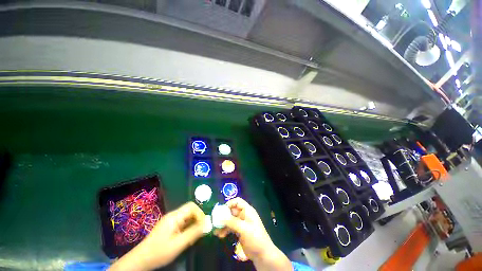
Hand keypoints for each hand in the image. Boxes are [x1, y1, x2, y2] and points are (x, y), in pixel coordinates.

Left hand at [110, 202, 204, 270]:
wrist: (141, 260)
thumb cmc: (159, 251)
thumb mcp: (179, 244)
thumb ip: (194, 232)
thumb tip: (208, 223)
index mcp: (175, 216)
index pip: (192, 206)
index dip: (200, 213)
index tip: (203, 225)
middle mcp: (173, 215)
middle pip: (190, 211)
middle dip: (197, 220)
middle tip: (199, 232)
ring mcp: (171, 221)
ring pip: (187, 217)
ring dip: (193, 225)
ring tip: (193, 237)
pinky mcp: (169, 226)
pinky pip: (183, 223)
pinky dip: (188, 228)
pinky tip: (187, 238)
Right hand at [214, 198, 292, 270]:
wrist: (262, 254)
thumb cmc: (255, 238)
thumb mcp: (244, 229)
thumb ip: (232, 222)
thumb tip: (220, 217)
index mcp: (247, 210)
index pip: (237, 201)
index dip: (230, 203)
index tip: (221, 210)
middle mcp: (244, 215)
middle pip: (232, 211)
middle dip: (224, 215)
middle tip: (215, 221)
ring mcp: (241, 223)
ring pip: (230, 220)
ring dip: (223, 224)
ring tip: (216, 230)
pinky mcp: (239, 231)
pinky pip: (230, 227)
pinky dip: (225, 230)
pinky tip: (220, 235)